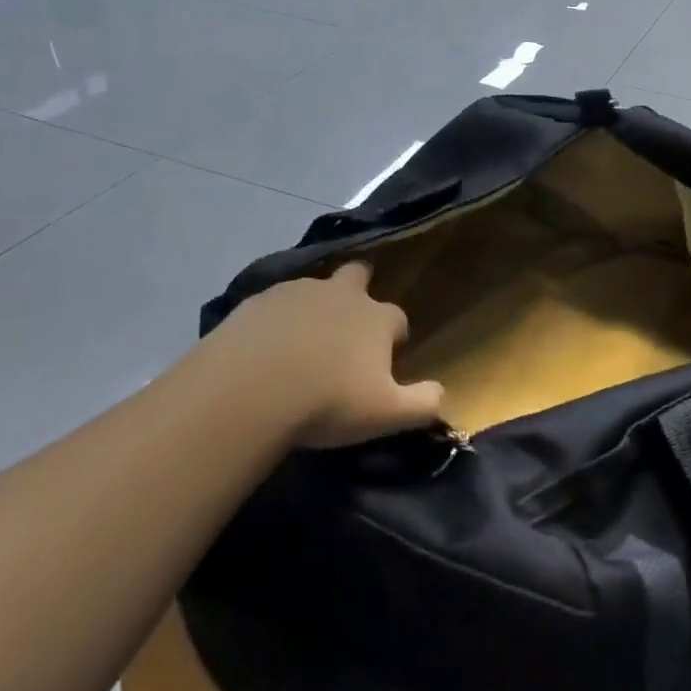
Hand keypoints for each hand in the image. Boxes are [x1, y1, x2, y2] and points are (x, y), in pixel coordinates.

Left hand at [215, 262, 443, 448]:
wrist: (248, 391)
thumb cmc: (327, 402)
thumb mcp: (385, 415)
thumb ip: (422, 403)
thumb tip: (442, 394)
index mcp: (377, 318)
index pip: (398, 319)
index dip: (393, 338)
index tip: (382, 363)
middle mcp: (343, 294)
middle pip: (358, 275)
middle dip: (357, 292)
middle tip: (343, 330)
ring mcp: (298, 292)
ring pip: (314, 289)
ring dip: (313, 309)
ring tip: (298, 347)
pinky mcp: (257, 301)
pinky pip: (273, 305)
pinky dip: (274, 321)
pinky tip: (262, 351)